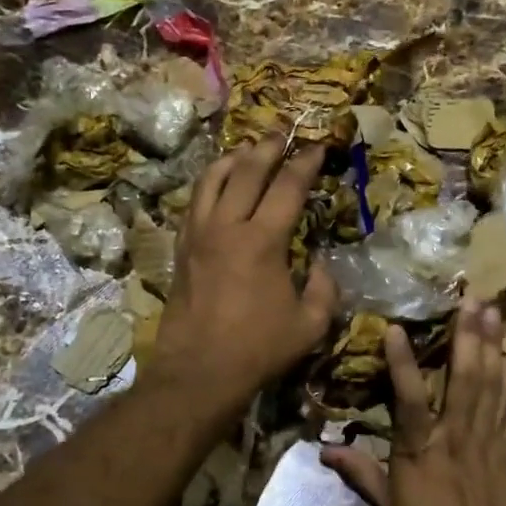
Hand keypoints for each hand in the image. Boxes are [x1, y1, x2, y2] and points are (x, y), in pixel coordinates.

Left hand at [149, 140, 338, 411]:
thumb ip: (323, 288)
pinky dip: (208, 185)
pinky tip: (216, 185)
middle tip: (282, 133)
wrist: (199, 372)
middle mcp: (227, 227)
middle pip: (247, 171)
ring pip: (211, 180)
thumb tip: (319, 264)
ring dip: (232, 159)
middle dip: (268, 148)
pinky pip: (194, 203)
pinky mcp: (182, 249)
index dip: (306, 163)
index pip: (288, 187)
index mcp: (262, 241)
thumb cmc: (258, 350)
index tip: (318, 146)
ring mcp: (198, 235)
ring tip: (247, 150)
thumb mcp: (310, 324)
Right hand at [322, 300, 505, 505]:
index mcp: (420, 448)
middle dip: (468, 335)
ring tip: (499, 312)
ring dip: (496, 347)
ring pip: (494, 385)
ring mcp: (489, 440)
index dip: (402, 363)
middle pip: (464, 378)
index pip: (408, 398)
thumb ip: (361, 474)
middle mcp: (456, 434)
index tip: (397, 328)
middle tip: (473, 298)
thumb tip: (323, 451)